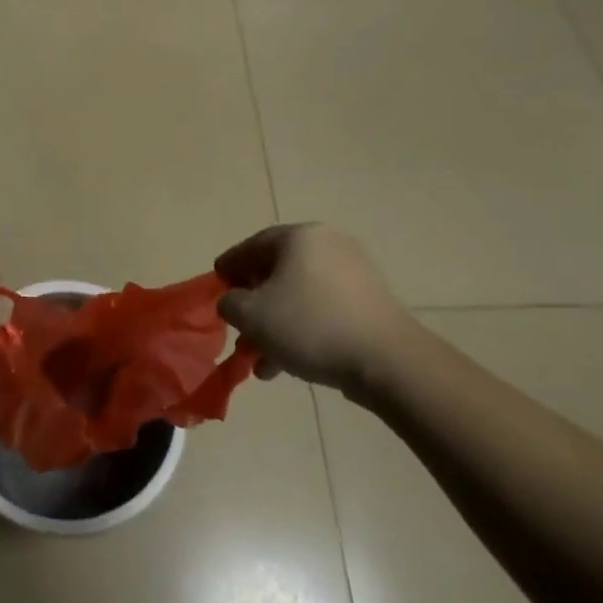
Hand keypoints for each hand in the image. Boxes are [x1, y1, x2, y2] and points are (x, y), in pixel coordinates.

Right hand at [214, 224, 429, 404]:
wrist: (386, 360)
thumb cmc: (309, 325)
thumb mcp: (252, 315)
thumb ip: (230, 303)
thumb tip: (233, 302)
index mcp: (300, 237)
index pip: (254, 244)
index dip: (230, 265)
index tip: (216, 283)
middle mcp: (328, 245)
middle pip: (278, 271)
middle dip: (253, 303)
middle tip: (237, 324)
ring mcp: (354, 273)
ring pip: (299, 296)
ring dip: (275, 324)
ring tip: (259, 359)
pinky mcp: (369, 303)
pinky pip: (323, 310)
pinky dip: (302, 330)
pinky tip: (287, 364)